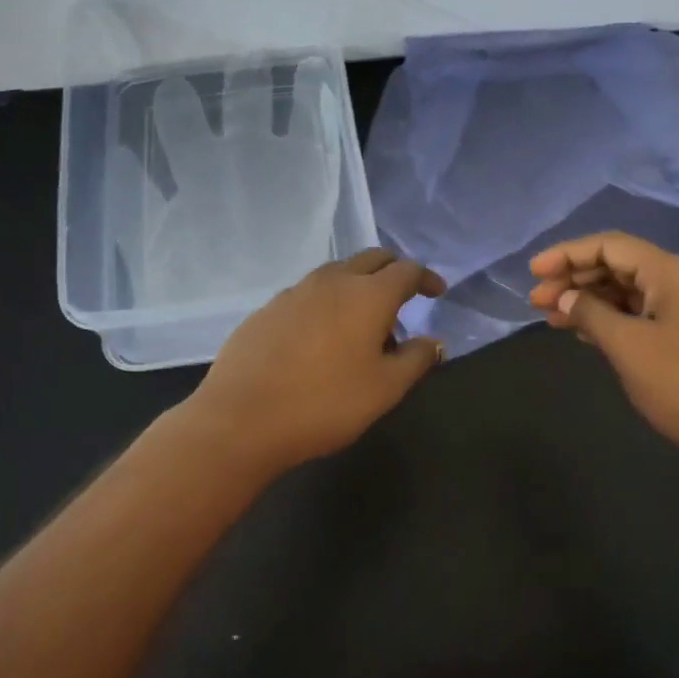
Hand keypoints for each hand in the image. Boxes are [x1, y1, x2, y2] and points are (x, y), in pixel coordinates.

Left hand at [190, 249, 445, 469]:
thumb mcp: (384, 389)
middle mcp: (332, 281)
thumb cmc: (325, 403)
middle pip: (371, 259)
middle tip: (405, 296)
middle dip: (393, 270)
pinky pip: (308, 293)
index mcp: (368, 295)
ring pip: (337, 273)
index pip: (407, 270)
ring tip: (364, 322)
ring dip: (358, 285)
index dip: (427, 278)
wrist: (242, 418)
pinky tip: (322, 335)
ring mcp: (295, 291)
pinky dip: (327, 302)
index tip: (437, 292)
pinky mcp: (267, 308)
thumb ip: (416, 359)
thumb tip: (434, 341)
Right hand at [529, 233, 678, 494]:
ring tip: (550, 317)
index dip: (567, 254)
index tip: (533, 272)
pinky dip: (608, 320)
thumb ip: (591, 314)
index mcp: (671, 272)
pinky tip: (582, 333)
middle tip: (536, 300)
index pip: (610, 246)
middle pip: (618, 266)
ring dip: (588, 301)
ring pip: (627, 293)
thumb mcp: (628, 346)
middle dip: (574, 279)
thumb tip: (563, 297)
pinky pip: (639, 317)